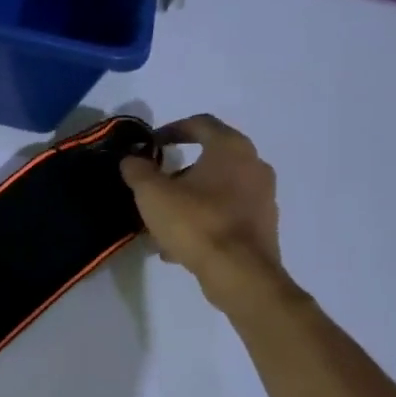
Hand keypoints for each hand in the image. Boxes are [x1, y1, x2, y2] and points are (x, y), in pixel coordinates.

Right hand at [120, 114, 284, 309]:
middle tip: (154, 186)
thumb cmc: (195, 222)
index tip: (150, 144)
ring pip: (216, 190)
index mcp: (231, 148)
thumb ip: (138, 171)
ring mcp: (263, 197)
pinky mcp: (263, 226)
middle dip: (178, 172)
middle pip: (210, 159)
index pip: (200, 123)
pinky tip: (177, 245)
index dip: (171, 129)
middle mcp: (254, 166)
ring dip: (188, 199)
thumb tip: (132, 160)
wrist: (239, 273)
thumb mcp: (152, 194)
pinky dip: (202, 220)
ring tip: (160, 222)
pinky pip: (225, 214)